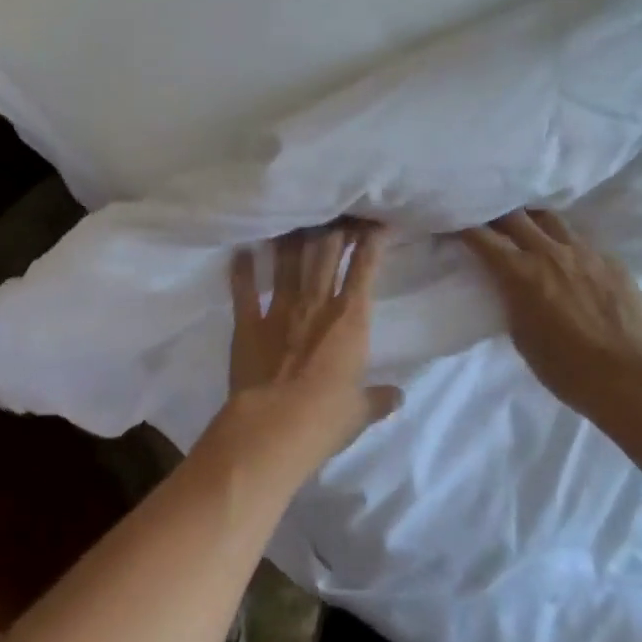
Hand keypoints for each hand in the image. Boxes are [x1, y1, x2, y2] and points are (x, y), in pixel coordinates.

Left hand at [216, 224, 398, 483]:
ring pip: (287, 263)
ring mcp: (279, 310)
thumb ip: (379, 398)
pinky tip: (242, 251)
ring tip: (295, 219)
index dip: (372, 244)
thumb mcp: (360, 412)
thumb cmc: (326, 419)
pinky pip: (244, 291)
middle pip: (325, 254)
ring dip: (292, 240)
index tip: (376, 224)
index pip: (364, 271)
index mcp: (350, 320)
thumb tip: (399, 397)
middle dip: (333, 230)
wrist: (273, 428)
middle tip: (336, 212)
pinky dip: (242, 270)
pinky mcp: (248, 324)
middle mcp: (316, 304)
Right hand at [460, 210, 641, 420]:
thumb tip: (510, 284)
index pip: (482, 236)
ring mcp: (585, 253)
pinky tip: (569, 260)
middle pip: (515, 215)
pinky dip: (567, 245)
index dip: (463, 226)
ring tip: (527, 227)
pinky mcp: (611, 261)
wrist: (628, 380)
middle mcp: (550, 252)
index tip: (453, 222)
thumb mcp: (521, 335)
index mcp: (521, 272)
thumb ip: (512, 299)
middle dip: (496, 214)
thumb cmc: (565, 369)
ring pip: (551, 219)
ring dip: (533, 220)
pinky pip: (582, 242)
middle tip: (487, 218)